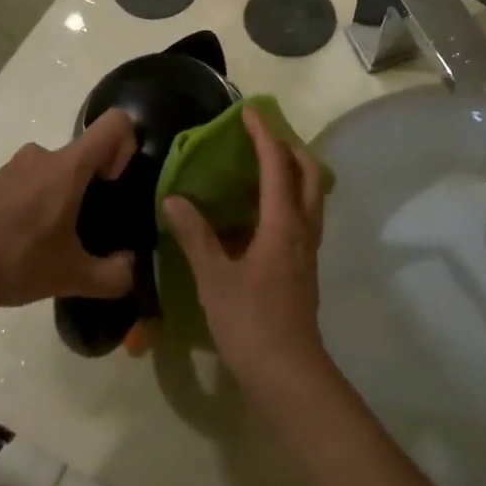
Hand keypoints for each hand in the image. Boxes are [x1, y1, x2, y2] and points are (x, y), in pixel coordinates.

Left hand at [0, 109, 137, 310]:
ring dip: (64, 197)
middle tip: (89, 228)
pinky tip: (26, 245)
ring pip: (56, 170)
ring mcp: (14, 168)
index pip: (115, 123)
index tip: (115, 184)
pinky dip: (38, 205)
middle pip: (85, 153)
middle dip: (95, 185)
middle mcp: (43, 155)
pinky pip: (30, 184)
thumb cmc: (15, 259)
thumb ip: (112, 276)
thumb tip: (129, 271)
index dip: (127, 145)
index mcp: (69, 166)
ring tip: (57, 241)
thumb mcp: (72, 277)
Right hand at [161, 108, 329, 401]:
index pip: (277, 165)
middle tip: (262, 136)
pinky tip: (259, 212)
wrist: (288, 373)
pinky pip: (302, 217)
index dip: (263, 135)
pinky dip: (287, 198)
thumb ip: (195, 235)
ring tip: (264, 164)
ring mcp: (308, 250)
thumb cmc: (250, 322)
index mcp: (283, 224)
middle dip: (289, 147)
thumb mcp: (214, 277)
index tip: (248, 112)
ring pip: (311, 196)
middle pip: (309, 174)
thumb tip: (174, 199)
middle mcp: (302, 230)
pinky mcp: (304, 267)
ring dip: (293, 171)